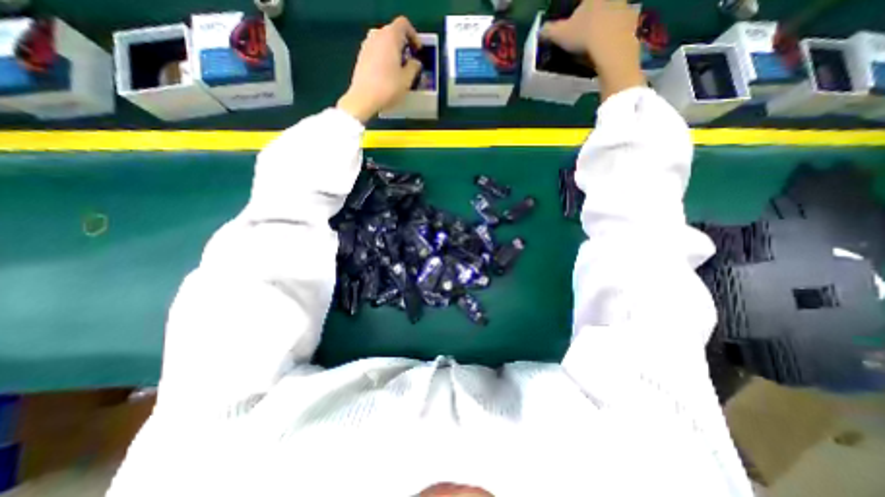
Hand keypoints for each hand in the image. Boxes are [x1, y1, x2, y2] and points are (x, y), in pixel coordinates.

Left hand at [337, 17, 421, 122]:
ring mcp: (367, 45)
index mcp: (390, 37)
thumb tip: (415, 62)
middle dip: (404, 44)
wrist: (363, 99)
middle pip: (393, 32)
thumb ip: (414, 67)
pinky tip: (388, 74)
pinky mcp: (361, 57)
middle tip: (410, 61)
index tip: (418, 50)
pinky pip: (377, 51)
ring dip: (393, 52)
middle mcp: (377, 36)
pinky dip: (384, 57)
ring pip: (384, 42)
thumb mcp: (407, 80)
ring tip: (400, 69)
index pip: (404, 25)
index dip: (414, 36)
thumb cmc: (388, 88)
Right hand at [540, 0, 642, 98]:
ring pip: (613, 14)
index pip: (582, 3)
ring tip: (596, 44)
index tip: (573, 27)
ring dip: (606, 25)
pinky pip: (623, 28)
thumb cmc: (583, 36)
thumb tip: (541, 30)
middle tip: (584, 35)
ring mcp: (625, 8)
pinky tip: (607, 49)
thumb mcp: (559, 35)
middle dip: (593, 17)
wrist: (610, 47)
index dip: (576, 15)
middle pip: (599, 6)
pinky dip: (615, 37)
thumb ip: (549, 31)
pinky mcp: (633, 22)